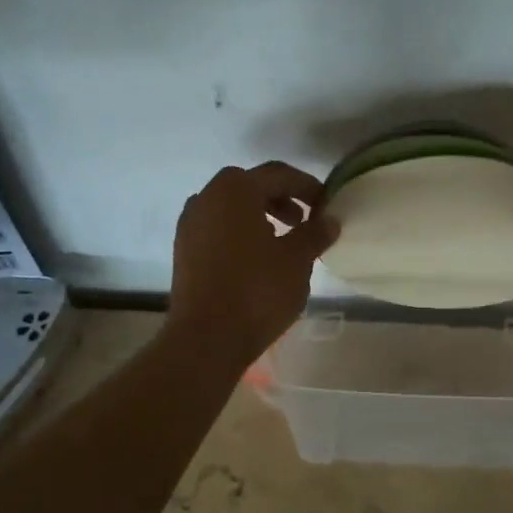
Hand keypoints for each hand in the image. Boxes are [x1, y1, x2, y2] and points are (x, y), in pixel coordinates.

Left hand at [166, 162, 336, 366]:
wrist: (206, 338)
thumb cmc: (257, 291)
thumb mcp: (297, 259)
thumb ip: (315, 233)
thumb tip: (329, 220)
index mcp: (235, 189)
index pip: (279, 175)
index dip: (307, 187)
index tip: (326, 205)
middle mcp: (206, 197)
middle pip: (251, 186)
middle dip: (281, 198)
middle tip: (304, 220)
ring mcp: (189, 224)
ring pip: (231, 207)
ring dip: (259, 215)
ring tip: (282, 240)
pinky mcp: (183, 249)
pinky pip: (217, 227)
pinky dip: (239, 231)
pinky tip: (256, 257)